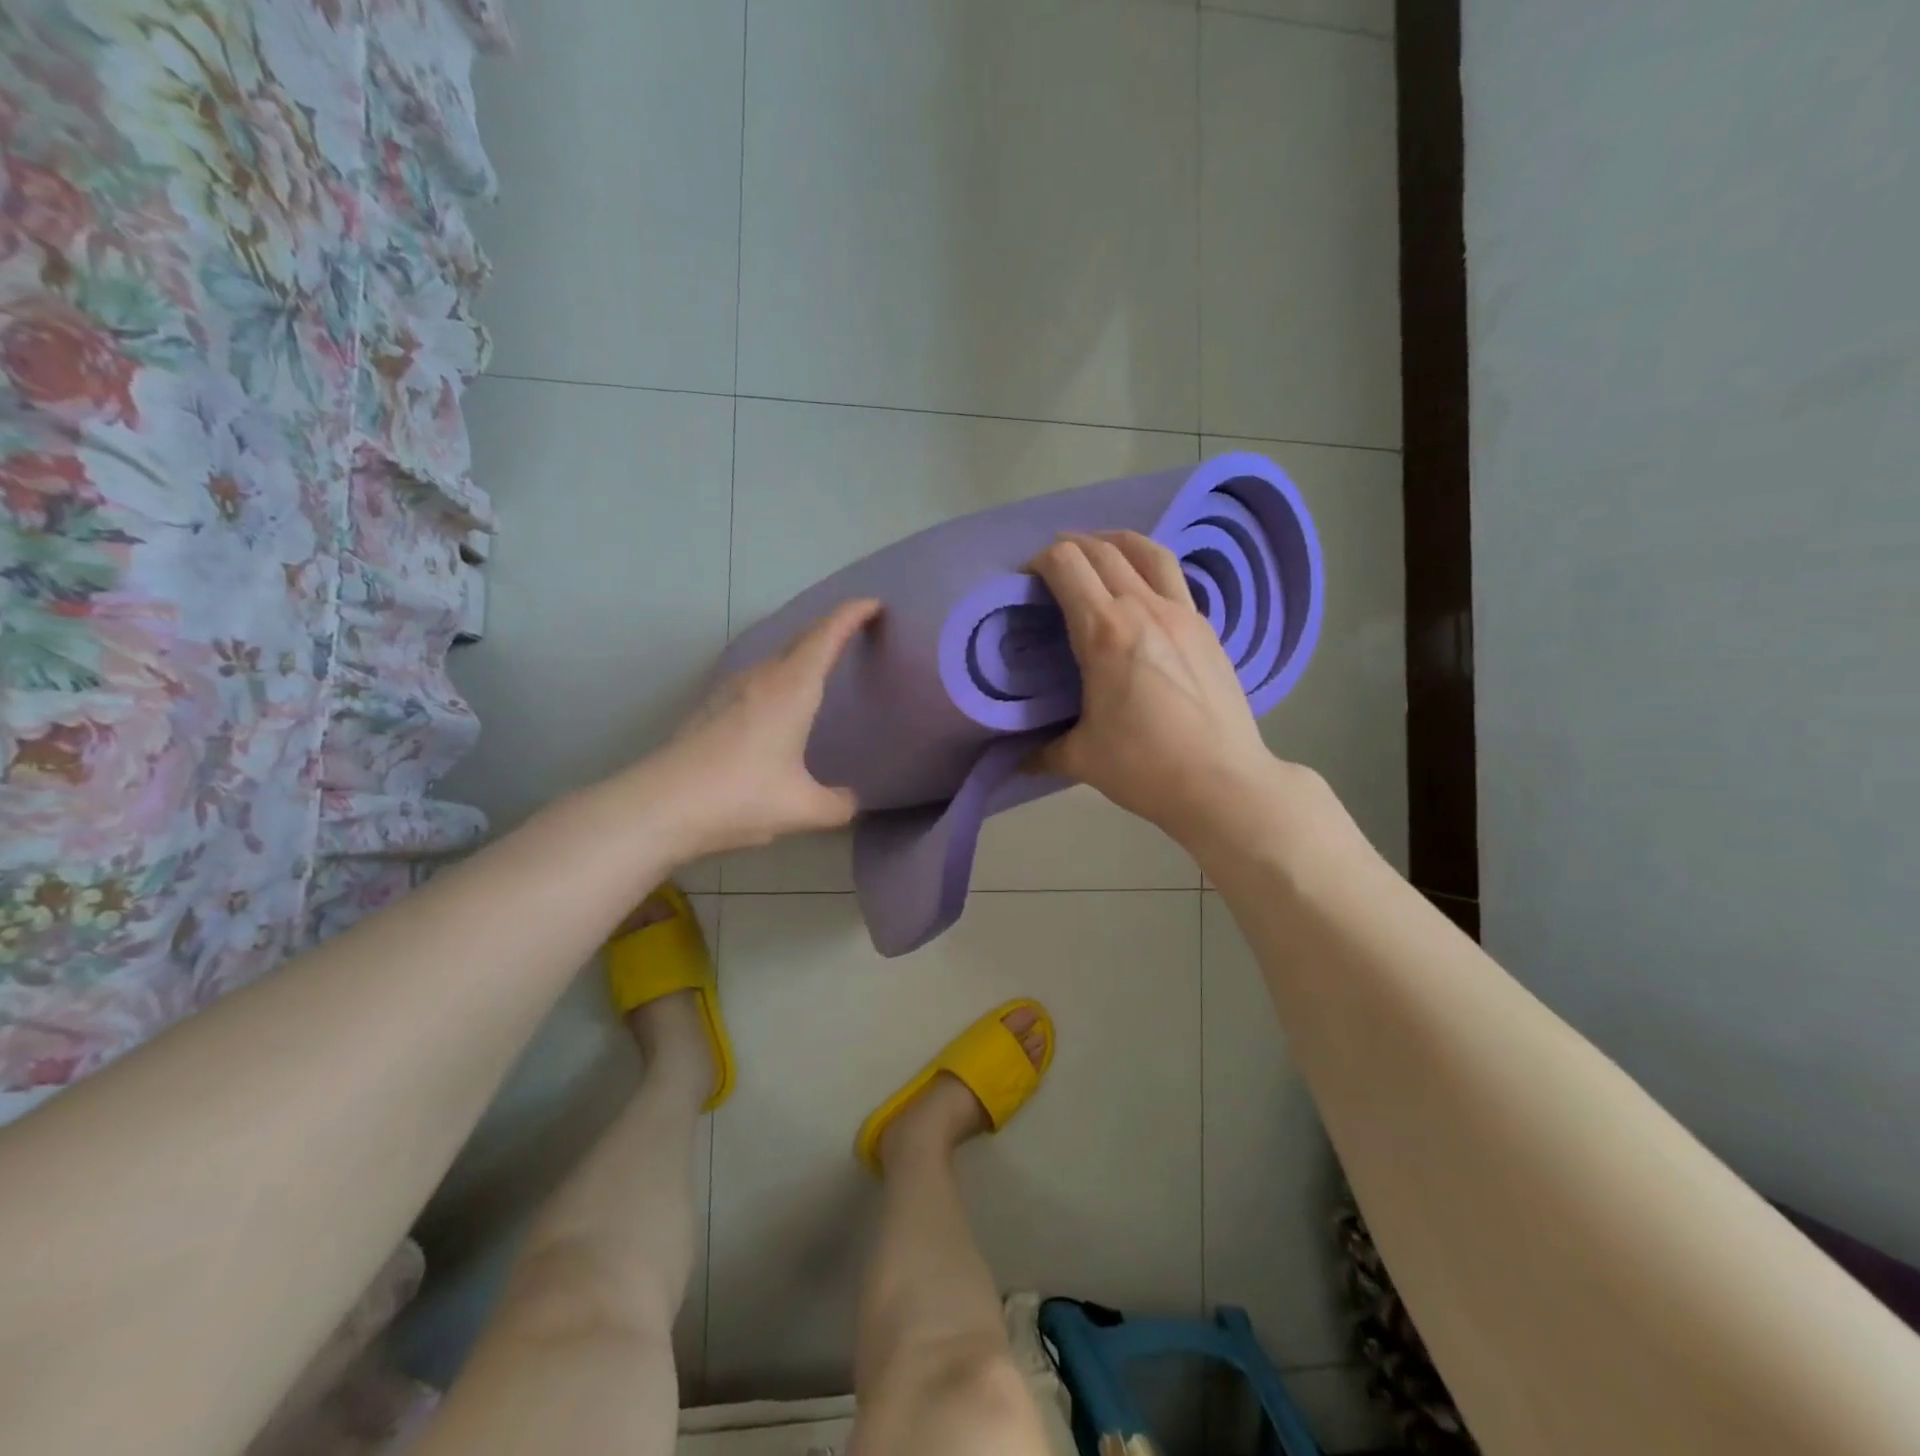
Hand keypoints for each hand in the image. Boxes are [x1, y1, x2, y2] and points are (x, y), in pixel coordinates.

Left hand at [641, 598, 881, 859]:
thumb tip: (850, 801)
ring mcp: (730, 689)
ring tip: (821, 665)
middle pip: (801, 639)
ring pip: (775, 657)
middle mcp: (761, 678)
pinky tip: (777, 702)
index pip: (826, 636)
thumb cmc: (739, 797)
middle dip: (830, 628)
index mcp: (791, 689)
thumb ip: (837, 805)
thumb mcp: (802, 809)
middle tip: (855, 630)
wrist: (659, 806)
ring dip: (801, 652)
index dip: (851, 614)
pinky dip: (779, 675)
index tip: (873, 603)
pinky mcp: (710, 707)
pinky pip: (757, 676)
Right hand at [1029, 532, 1284, 844]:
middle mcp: (1144, 608)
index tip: (1024, 582)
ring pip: (1146, 550)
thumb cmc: (1146, 767)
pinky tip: (1139, 594)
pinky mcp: (1206, 627)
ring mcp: (1182, 613)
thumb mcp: (1082, 758)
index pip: (1066, 563)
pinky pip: (1172, 577)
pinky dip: (1146, 568)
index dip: (1038, 561)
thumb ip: (1042, 751)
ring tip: (1097, 554)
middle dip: (1069, 547)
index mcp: (1105, 632)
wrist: (1224, 783)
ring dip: (1114, 542)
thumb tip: (1017, 760)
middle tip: (1051, 570)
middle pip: (1101, 549)